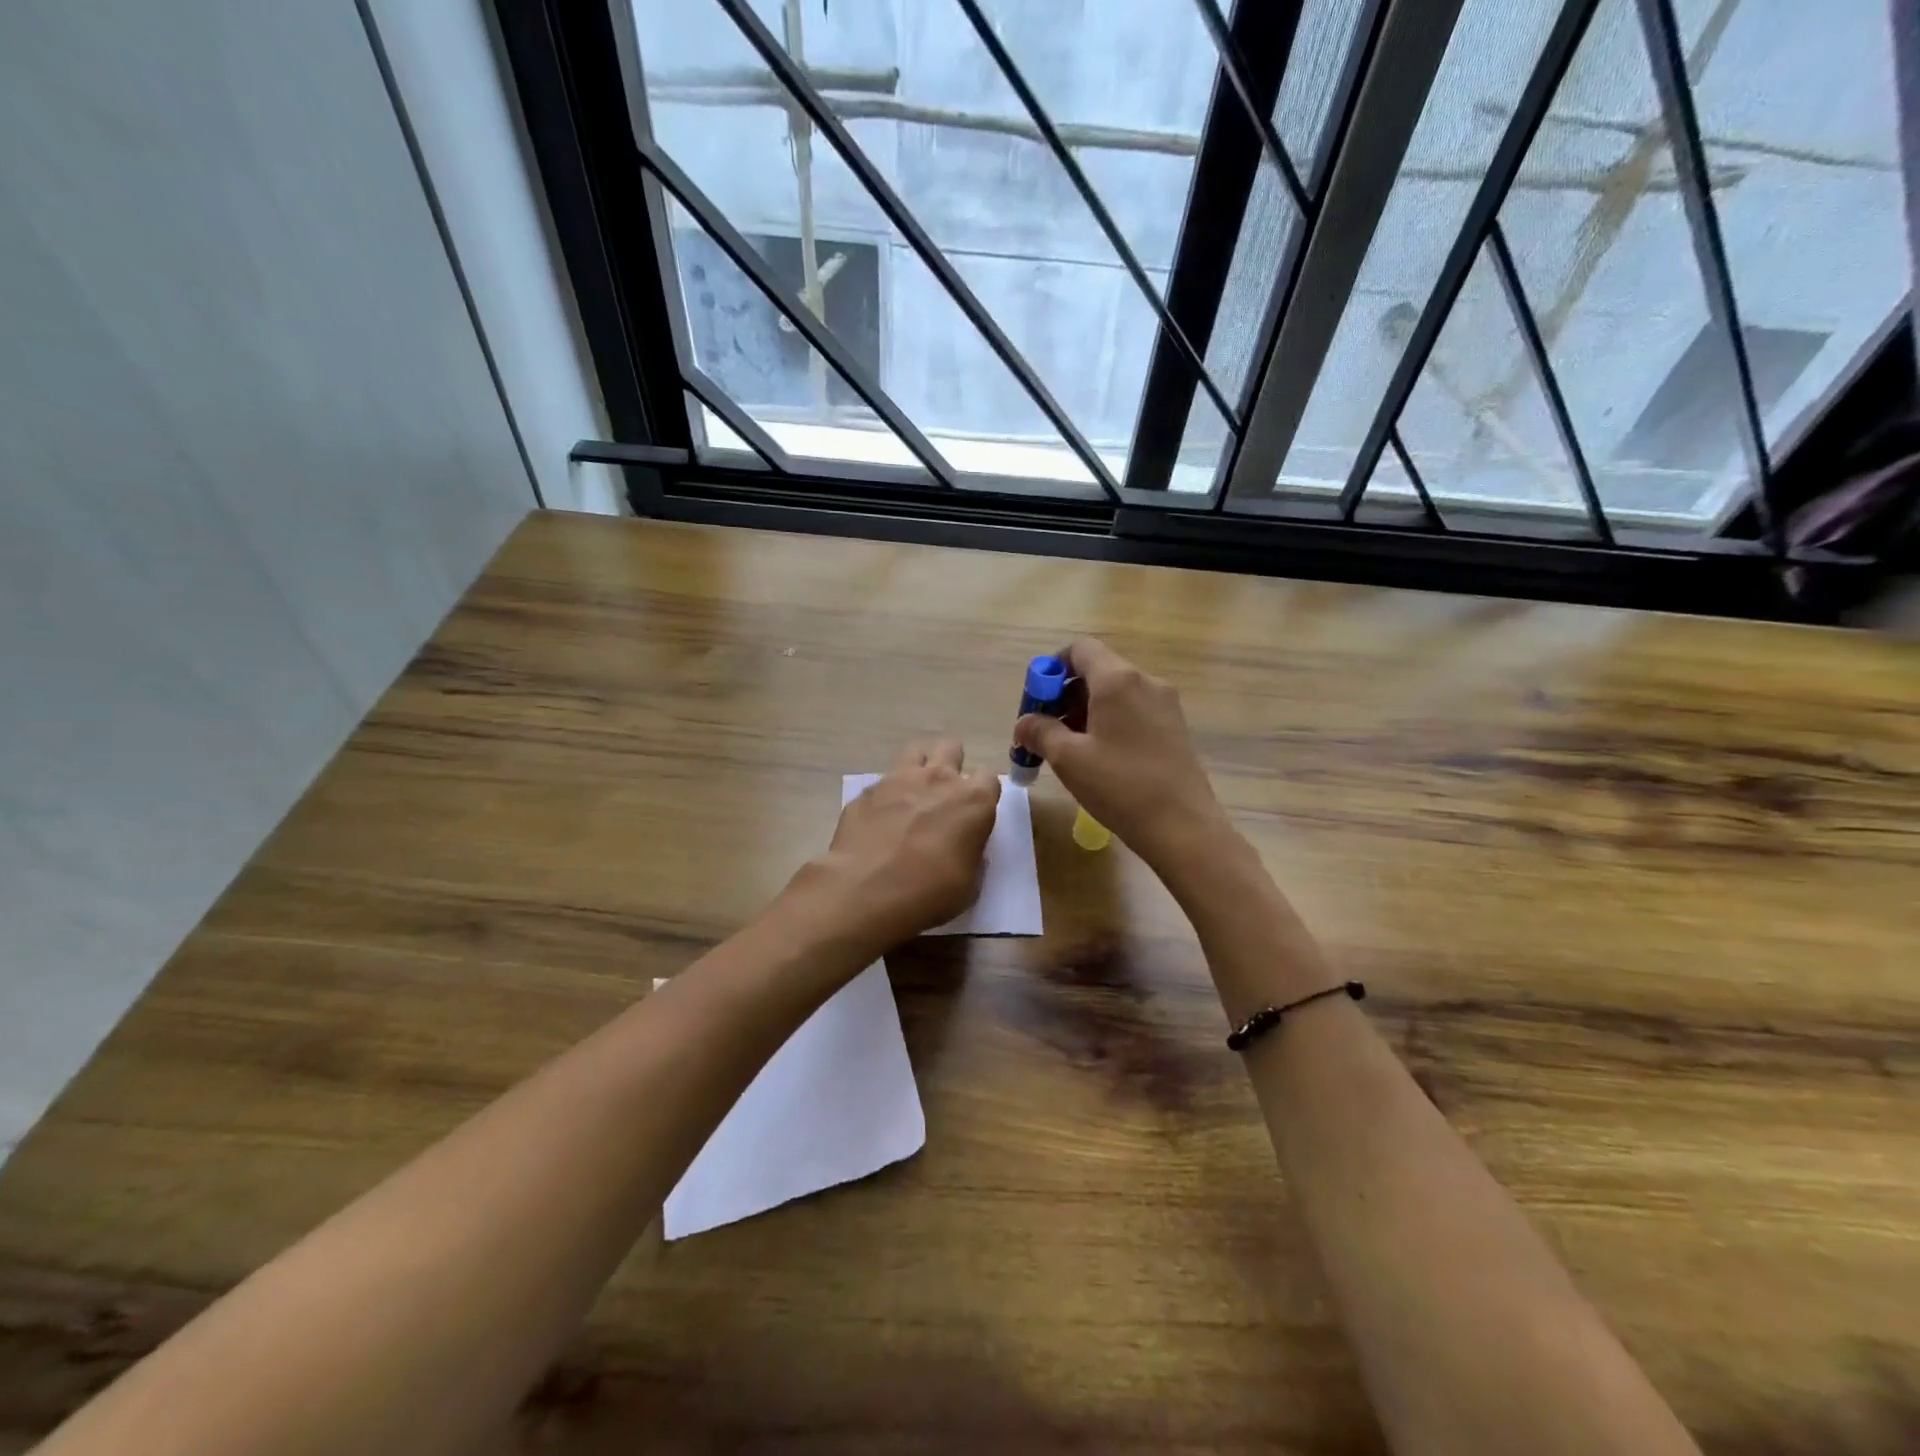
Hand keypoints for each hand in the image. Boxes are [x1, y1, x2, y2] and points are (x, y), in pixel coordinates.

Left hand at [796, 740, 999, 953]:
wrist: (866, 890)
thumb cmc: (929, 892)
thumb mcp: (969, 885)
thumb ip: (971, 855)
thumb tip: (964, 846)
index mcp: (974, 800)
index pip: (990, 778)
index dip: (983, 795)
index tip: (975, 813)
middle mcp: (939, 779)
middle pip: (952, 748)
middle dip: (952, 765)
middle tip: (944, 796)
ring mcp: (899, 779)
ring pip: (916, 752)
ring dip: (919, 768)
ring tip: (913, 795)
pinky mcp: (867, 791)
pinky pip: (882, 782)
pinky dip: (886, 796)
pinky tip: (879, 821)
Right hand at [1014, 638, 1227, 871]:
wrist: (1182, 826)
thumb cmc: (1120, 786)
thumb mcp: (1068, 758)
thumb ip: (1040, 732)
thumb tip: (1024, 723)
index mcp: (1117, 680)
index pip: (1080, 649)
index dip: (1051, 668)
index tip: (1036, 702)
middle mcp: (1145, 681)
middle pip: (1096, 671)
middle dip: (1063, 695)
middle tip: (1044, 732)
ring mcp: (1164, 704)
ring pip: (1114, 693)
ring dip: (1084, 712)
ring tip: (1066, 750)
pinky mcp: (1174, 727)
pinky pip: (1132, 711)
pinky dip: (1108, 723)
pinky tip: (1097, 758)